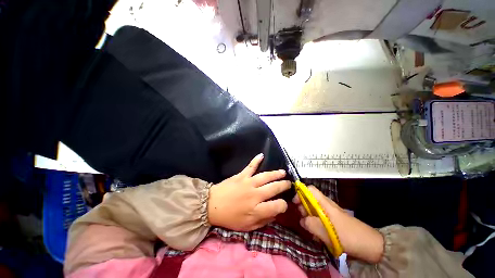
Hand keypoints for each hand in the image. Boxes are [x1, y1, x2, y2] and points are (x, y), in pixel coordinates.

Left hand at [208, 153, 290, 230]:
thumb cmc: (229, 218)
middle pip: (274, 188)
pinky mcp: (241, 175)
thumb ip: (263, 221)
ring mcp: (248, 183)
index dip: (283, 205)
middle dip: (283, 185)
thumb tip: (274, 214)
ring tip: (283, 172)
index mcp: (257, 210)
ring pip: (266, 176)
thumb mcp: (247, 227)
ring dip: (276, 174)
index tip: (283, 204)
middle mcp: (255, 195)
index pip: (277, 206)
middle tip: (288, 183)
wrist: (212, 205)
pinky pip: (250, 166)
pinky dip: (256, 160)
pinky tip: (261, 155)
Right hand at [293, 186, 383, 262]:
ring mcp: (330, 213)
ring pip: (314, 210)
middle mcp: (326, 205)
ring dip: (309, 218)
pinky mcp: (333, 221)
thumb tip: (302, 220)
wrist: (369, 245)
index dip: (300, 193)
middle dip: (303, 208)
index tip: (295, 203)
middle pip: (309, 199)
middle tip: (302, 220)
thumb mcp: (326, 231)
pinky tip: (317, 235)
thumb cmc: (348, 236)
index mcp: (325, 203)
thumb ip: (310, 224)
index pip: (310, 189)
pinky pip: (319, 219)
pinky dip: (315, 224)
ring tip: (309, 230)